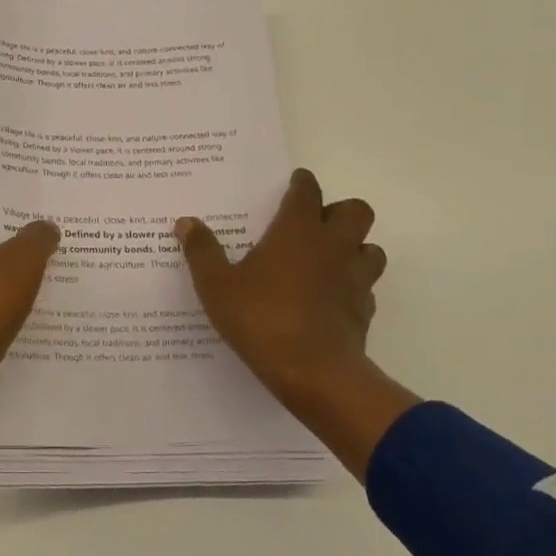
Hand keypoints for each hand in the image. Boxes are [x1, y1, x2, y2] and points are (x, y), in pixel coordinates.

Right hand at [177, 169, 420, 478]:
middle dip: (338, 212)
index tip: (294, 184)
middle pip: (355, 210)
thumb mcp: (216, 286)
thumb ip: (202, 251)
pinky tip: (330, 299)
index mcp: (297, 231)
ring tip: (327, 261)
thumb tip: (186, 222)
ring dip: (354, 248)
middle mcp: (333, 245)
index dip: (301, 183)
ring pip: (370, 248)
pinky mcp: (364, 309)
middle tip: (313, 225)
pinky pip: (365, 287)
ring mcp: (354, 277)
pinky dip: (352, 286)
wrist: (313, 372)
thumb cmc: (261, 319)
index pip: (307, 191)